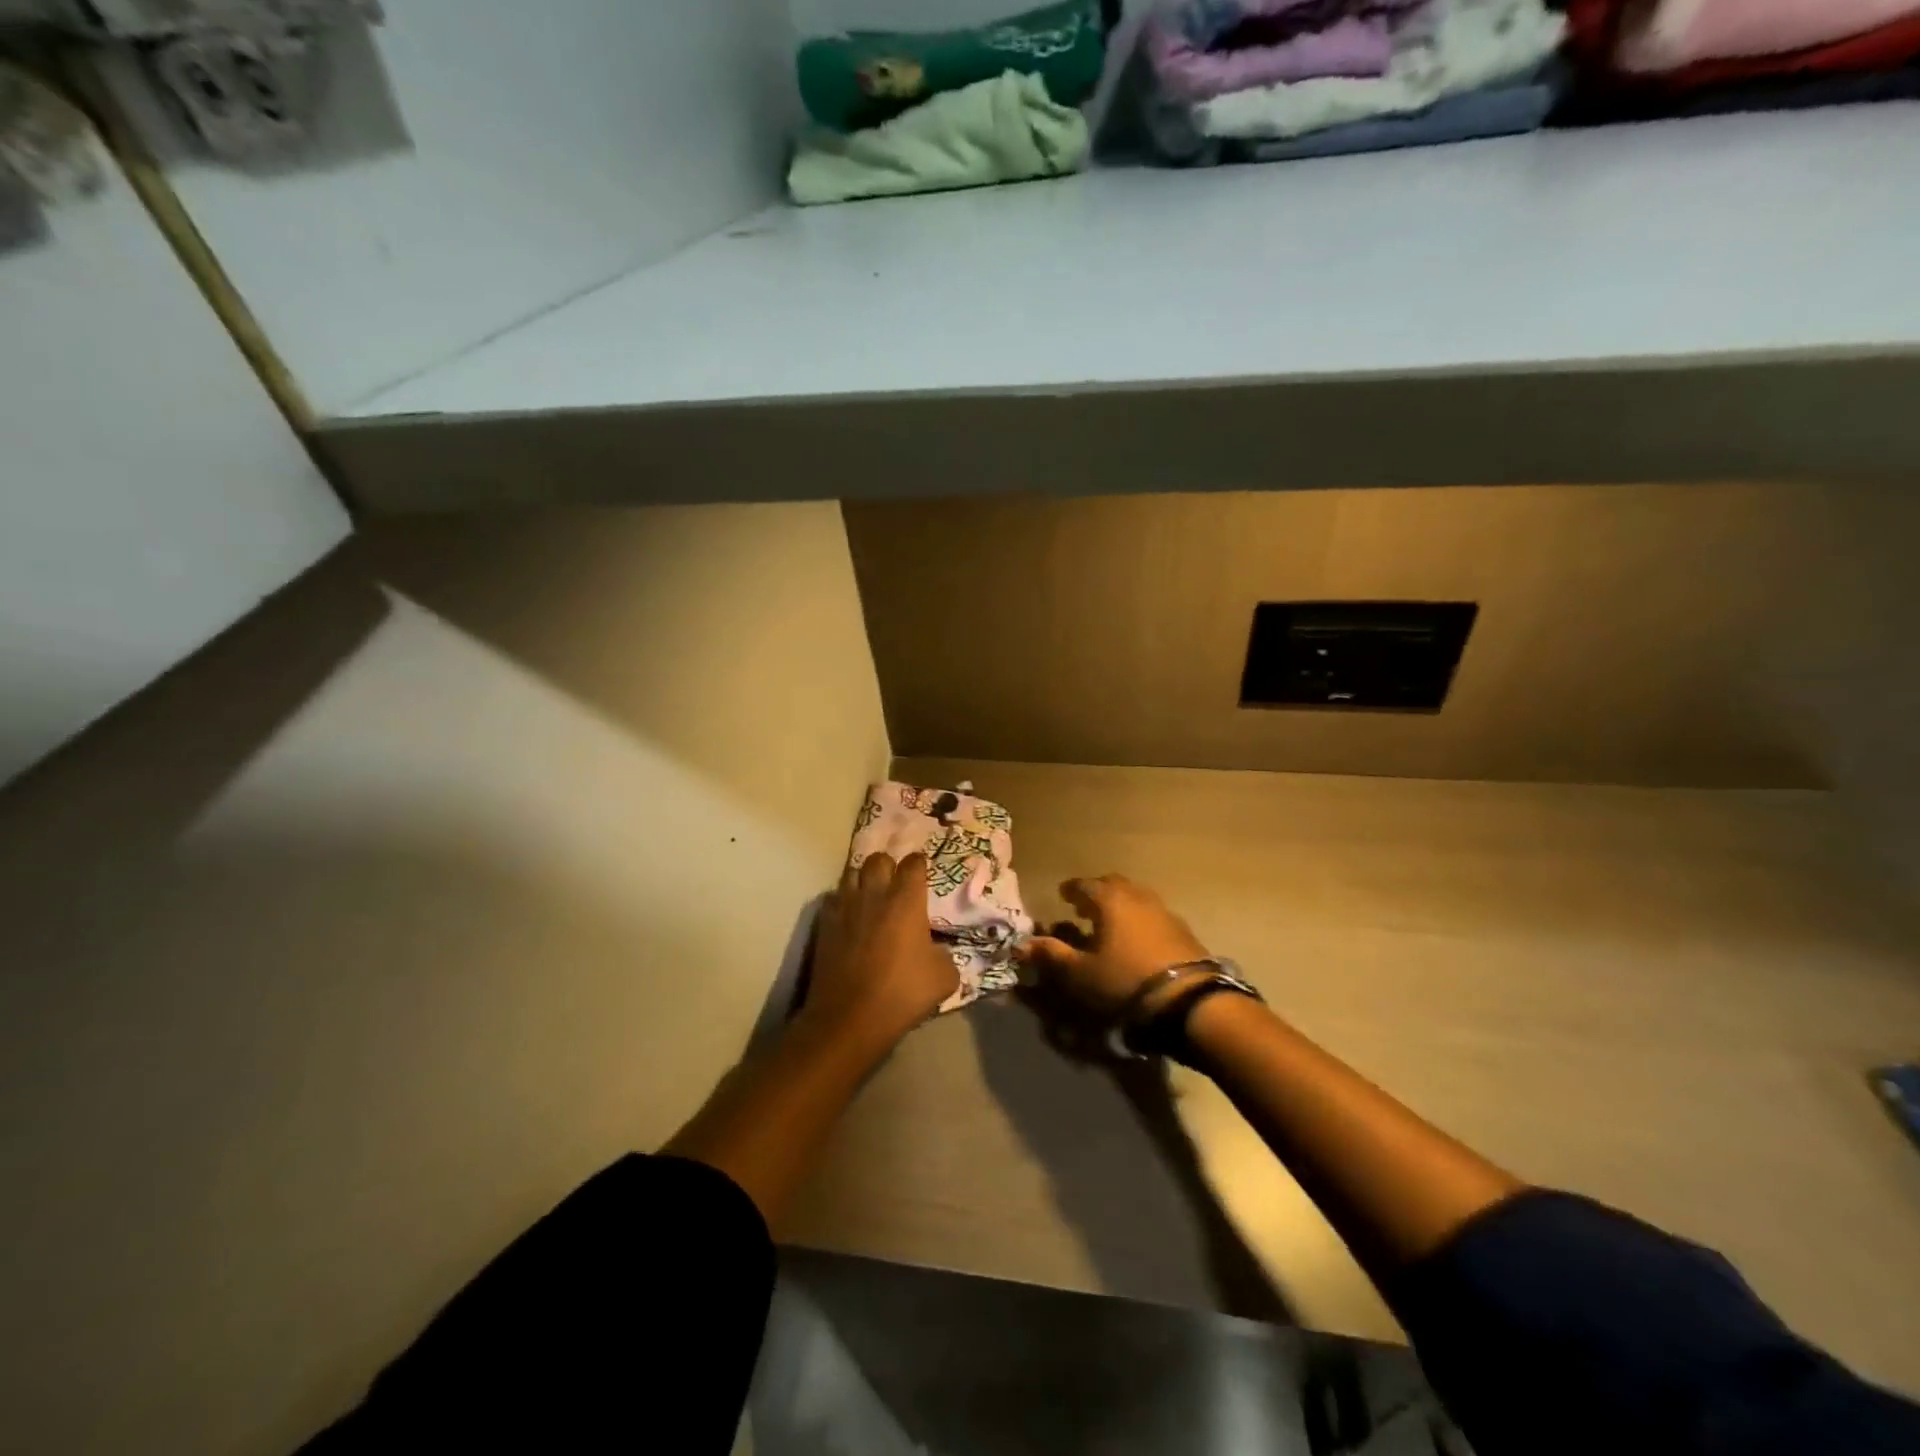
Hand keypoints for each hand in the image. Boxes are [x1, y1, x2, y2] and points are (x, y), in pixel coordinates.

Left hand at [803, 852, 957, 1050]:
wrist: (850, 1017)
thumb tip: (936, 950)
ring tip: (871, 896)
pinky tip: (850, 917)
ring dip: (863, 880)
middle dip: (889, 866)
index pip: (914, 863)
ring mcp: (845, 906)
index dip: (919, 866)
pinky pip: (834, 898)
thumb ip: (944, 953)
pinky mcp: (824, 923)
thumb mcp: (944, 977)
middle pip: (878, 859)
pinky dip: (843, 901)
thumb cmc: (902, 993)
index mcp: (906, 900)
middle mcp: (874, 894)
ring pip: (852, 873)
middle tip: (896, 885)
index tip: (923, 875)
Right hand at [1019, 874, 1210, 1019]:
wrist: (1189, 1001)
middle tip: (1085, 908)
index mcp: (1110, 900)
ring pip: (1137, 899)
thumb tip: (1021, 944)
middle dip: (1098, 893)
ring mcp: (1165, 912)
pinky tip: (1138, 941)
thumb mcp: (1080, 973)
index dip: (1071, 890)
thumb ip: (1051, 955)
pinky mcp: (1184, 931)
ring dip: (1121, 906)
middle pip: (1114, 885)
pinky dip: (1140, 921)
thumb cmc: (1125, 981)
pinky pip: (1154, 916)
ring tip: (1111, 924)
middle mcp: (1138, 897)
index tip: (1062, 896)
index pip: (1084, 884)